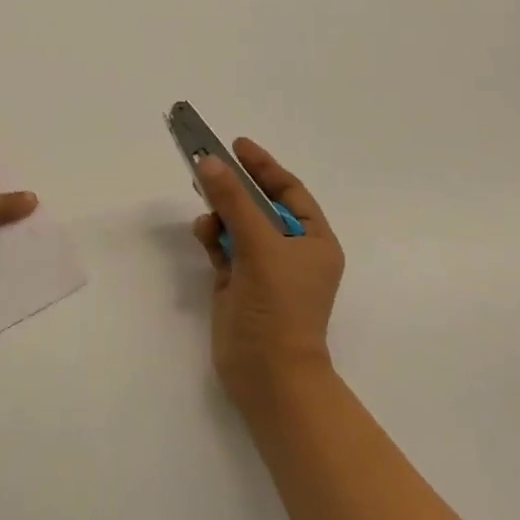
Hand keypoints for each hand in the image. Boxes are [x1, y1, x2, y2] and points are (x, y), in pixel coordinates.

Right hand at [192, 138, 344, 409]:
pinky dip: (213, 237)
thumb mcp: (259, 245)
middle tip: (207, 165)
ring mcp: (264, 269)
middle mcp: (291, 252)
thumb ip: (233, 201)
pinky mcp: (239, 284)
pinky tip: (204, 234)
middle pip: (259, 205)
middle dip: (235, 187)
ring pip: (238, 225)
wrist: (267, 374)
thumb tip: (208, 162)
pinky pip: (224, 247)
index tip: (236, 145)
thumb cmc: (279, 306)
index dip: (264, 166)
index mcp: (314, 241)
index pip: (290, 191)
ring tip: (205, 210)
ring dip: (221, 213)